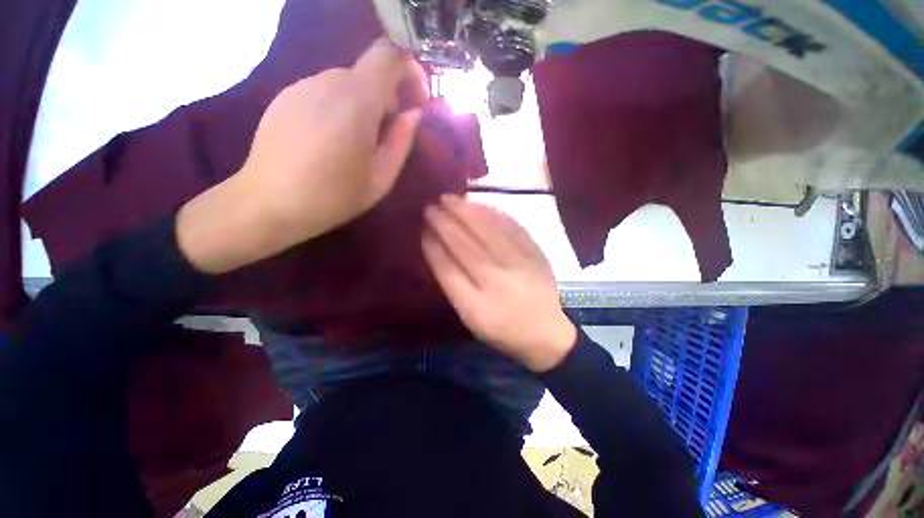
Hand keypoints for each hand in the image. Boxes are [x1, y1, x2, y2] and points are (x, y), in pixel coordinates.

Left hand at [177, 39, 426, 273]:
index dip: (410, 69)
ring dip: (363, 103)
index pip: (388, 55)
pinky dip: (339, 106)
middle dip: (387, 97)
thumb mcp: (381, 179)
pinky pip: (323, 91)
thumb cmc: (333, 197)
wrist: (269, 203)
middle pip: (368, 72)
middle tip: (388, 133)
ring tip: (358, 141)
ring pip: (346, 82)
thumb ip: (401, 142)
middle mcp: (327, 83)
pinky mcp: (285, 97)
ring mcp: (301, 87)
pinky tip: (331, 140)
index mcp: (356, 103)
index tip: (417, 98)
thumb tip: (414, 114)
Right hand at [422, 195, 576, 371]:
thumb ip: (452, 284)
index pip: (448, 269)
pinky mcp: (535, 253)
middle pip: (465, 245)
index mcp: (477, 307)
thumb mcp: (470, 317)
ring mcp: (519, 265)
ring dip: (465, 212)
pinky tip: (477, 204)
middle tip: (430, 207)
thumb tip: (435, 245)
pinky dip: (491, 212)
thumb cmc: (502, 329)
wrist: (545, 331)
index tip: (423, 230)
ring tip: (449, 198)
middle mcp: (498, 282)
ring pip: (486, 231)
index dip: (433, 246)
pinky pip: (510, 226)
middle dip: (444, 223)